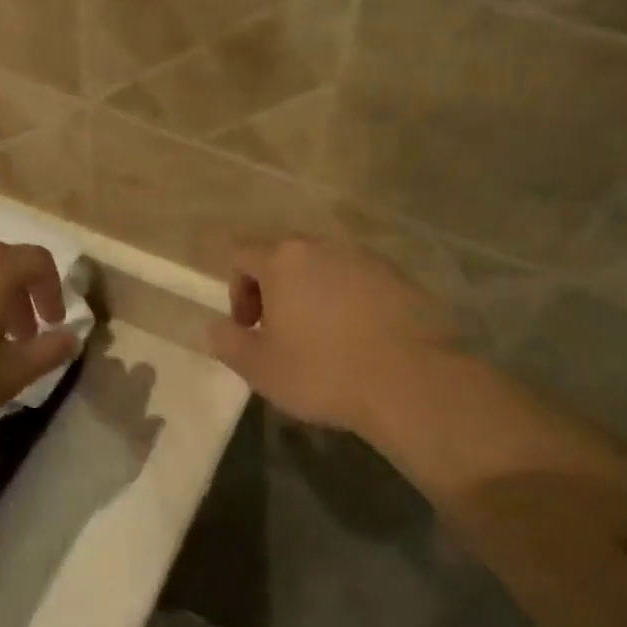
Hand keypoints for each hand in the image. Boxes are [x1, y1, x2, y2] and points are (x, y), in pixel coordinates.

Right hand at [209, 238, 457, 438]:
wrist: (411, 379)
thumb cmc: (323, 371)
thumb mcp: (259, 368)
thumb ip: (228, 342)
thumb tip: (216, 327)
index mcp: (283, 259)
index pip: (242, 254)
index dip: (237, 289)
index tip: (248, 327)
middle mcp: (323, 246)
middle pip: (285, 257)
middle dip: (274, 290)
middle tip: (280, 333)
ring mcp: (365, 257)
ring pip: (324, 268)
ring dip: (312, 295)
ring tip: (322, 338)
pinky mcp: (399, 276)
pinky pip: (358, 281)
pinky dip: (348, 301)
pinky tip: (358, 339)